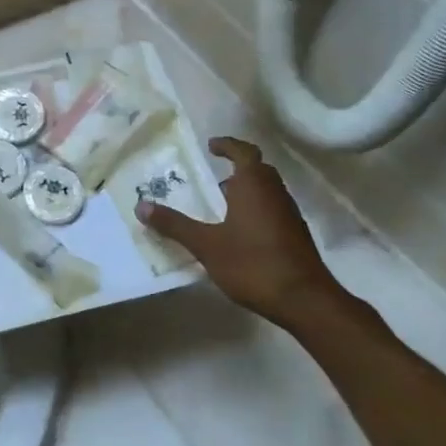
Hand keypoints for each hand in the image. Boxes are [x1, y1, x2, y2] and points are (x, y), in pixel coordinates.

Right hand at [137, 136, 348, 329]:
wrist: (303, 299)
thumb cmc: (252, 264)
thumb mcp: (206, 245)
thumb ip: (175, 225)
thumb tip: (141, 205)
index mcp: (254, 186)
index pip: (244, 152)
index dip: (228, 145)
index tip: (211, 145)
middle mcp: (275, 193)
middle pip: (258, 170)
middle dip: (236, 169)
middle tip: (211, 176)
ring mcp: (289, 214)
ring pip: (266, 191)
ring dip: (245, 191)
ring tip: (219, 205)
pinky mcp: (294, 235)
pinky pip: (271, 210)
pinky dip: (253, 210)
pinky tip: (237, 232)